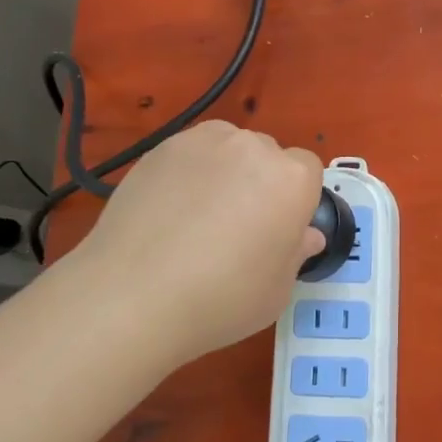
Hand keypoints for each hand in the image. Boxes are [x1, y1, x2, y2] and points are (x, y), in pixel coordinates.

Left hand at [69, 121, 325, 366]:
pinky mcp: (161, 148)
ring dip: (225, 171)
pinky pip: (189, 154)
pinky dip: (187, 173)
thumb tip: (305, 235)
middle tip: (238, 226)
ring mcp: (203, 142)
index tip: (277, 230)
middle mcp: (252, 148)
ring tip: (199, 215)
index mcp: (291, 179)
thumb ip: (296, 253)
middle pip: (267, 155)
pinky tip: (169, 211)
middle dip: (260, 182)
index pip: (308, 171)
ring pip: (228, 147)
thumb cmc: (221, 299)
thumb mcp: (276, 291)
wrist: (133, 295)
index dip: (295, 200)